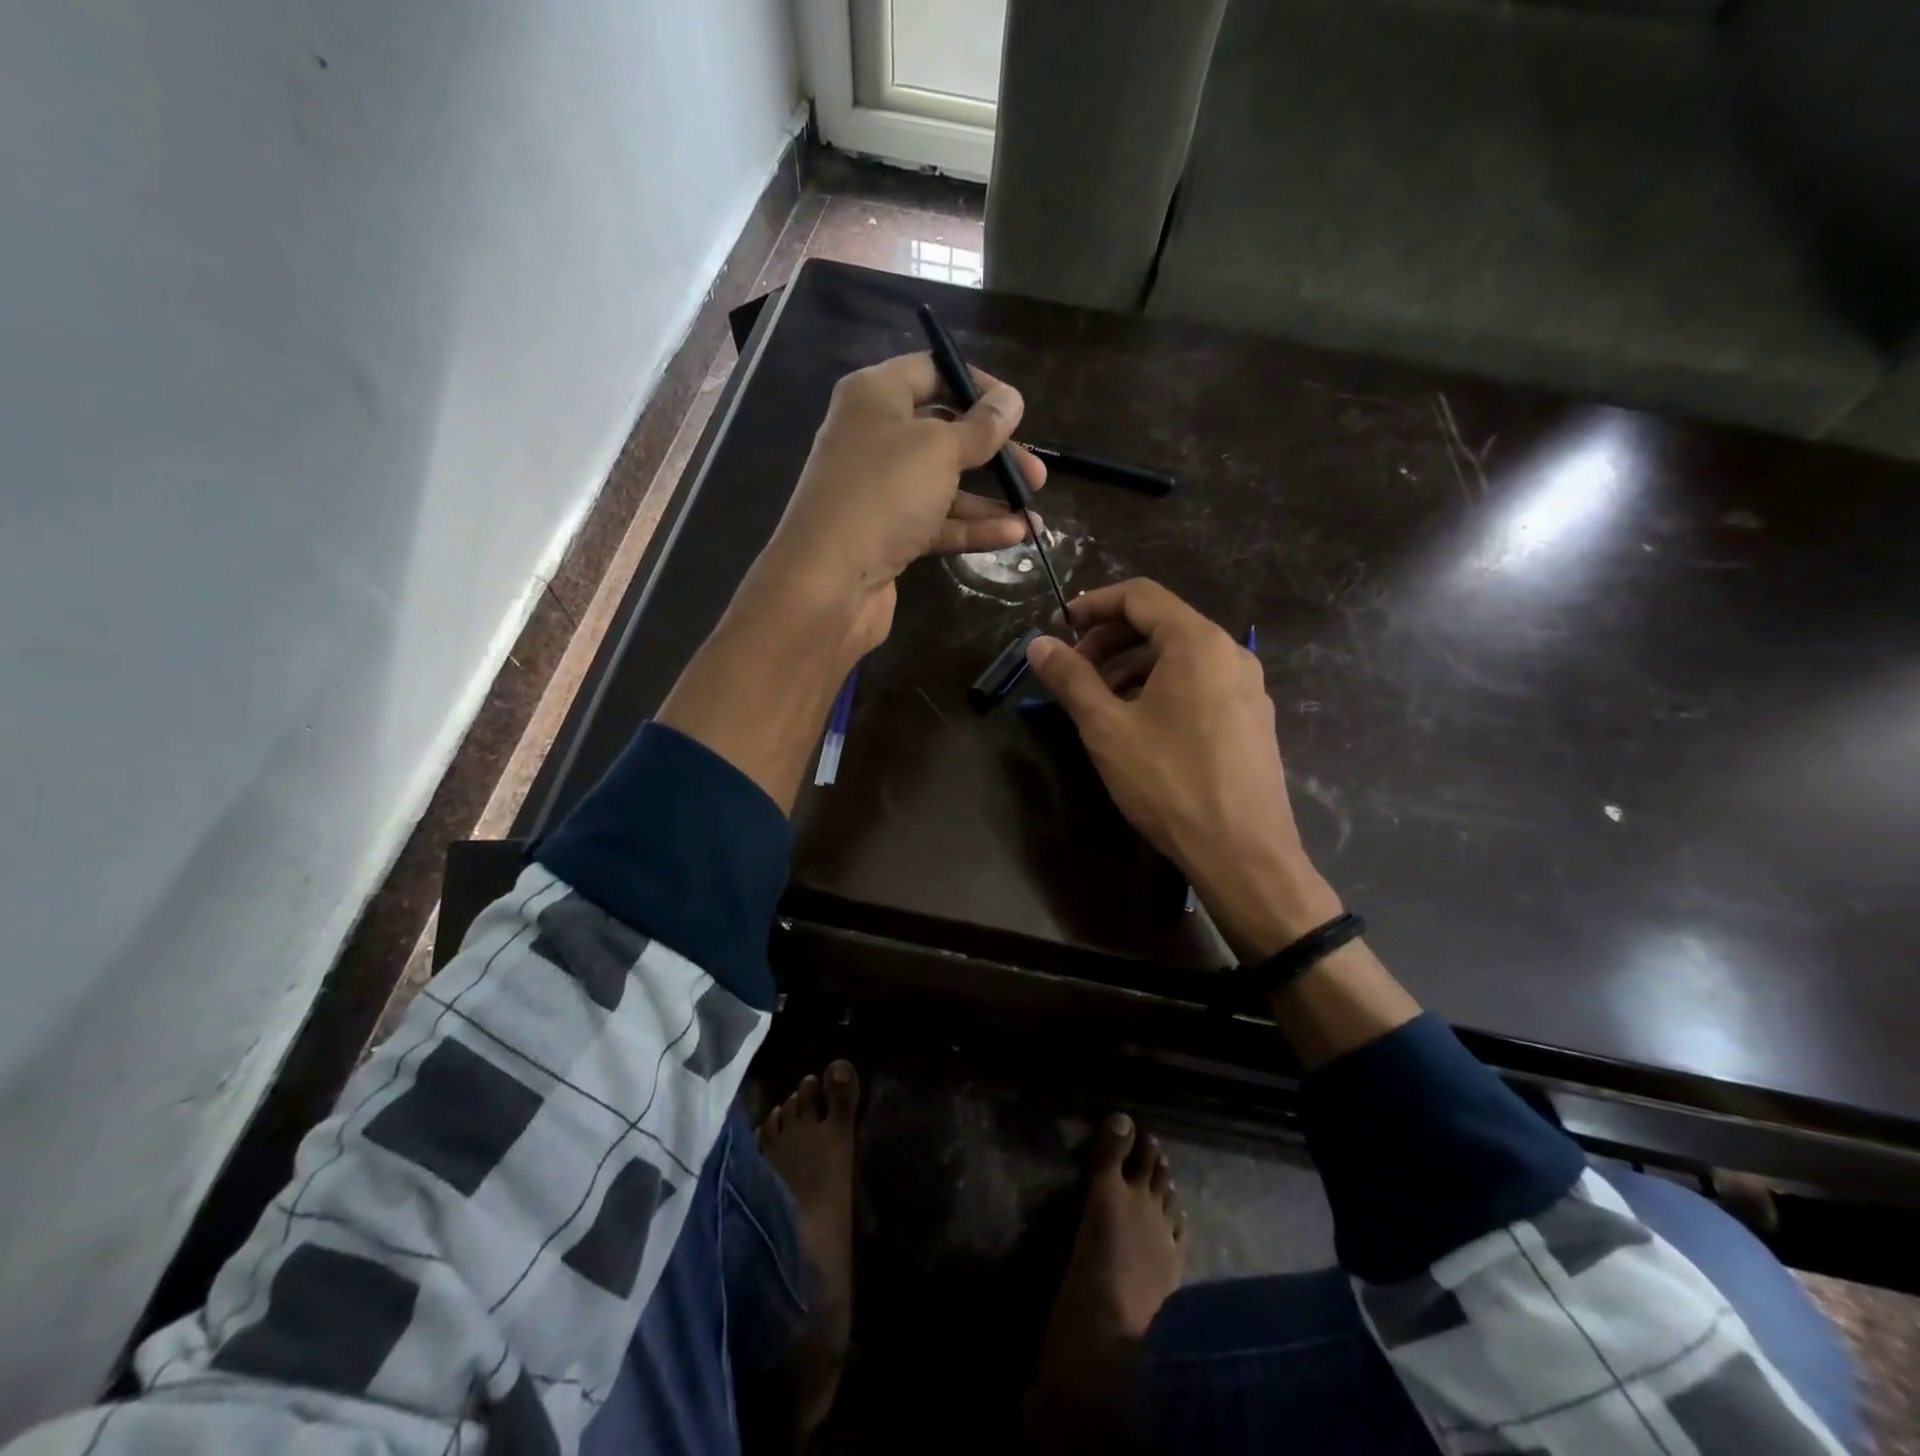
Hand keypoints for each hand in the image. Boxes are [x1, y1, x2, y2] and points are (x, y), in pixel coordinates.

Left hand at [753, 352, 1045, 649]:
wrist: (828, 582)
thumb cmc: (883, 495)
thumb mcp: (939, 450)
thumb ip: (980, 427)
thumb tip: (1011, 401)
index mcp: (875, 397)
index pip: (932, 372)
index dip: (978, 387)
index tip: (1017, 411)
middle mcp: (875, 438)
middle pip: (945, 433)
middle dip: (993, 454)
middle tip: (1035, 474)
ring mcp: (881, 491)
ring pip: (945, 485)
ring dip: (990, 499)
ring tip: (1034, 514)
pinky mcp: (889, 535)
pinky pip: (937, 522)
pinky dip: (973, 527)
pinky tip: (1015, 536)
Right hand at [1025, 579, 1341, 959]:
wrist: (1243, 853)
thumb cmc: (1169, 782)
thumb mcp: (1107, 728)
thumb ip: (1070, 678)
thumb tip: (1038, 644)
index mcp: (1198, 643)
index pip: (1140, 595)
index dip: (1093, 604)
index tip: (1059, 629)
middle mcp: (1230, 653)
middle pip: (1161, 623)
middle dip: (1110, 639)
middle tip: (1074, 671)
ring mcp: (1246, 687)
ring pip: (1180, 656)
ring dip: (1132, 666)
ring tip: (1099, 701)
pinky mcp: (1250, 719)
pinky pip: (1199, 683)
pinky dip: (1161, 687)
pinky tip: (1138, 724)